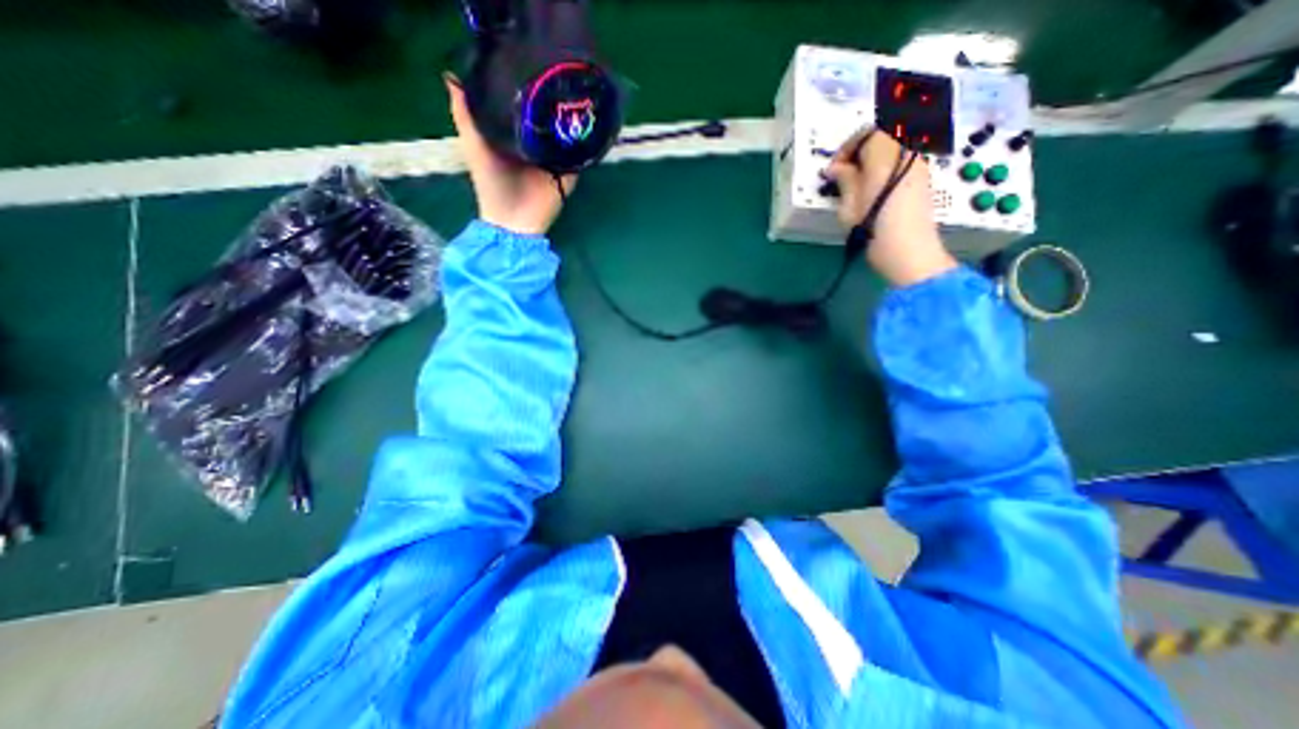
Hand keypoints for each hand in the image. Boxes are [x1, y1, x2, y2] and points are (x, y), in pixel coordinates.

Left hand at [447, 74, 573, 233]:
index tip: (530, 59)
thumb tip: (451, 76)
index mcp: (514, 136)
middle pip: (547, 118)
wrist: (513, 222)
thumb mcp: (474, 146)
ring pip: (564, 135)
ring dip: (570, 120)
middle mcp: (536, 145)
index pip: (523, 107)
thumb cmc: (491, 185)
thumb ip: (465, 117)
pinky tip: (587, 123)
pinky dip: (583, 143)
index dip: (526, 85)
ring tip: (576, 90)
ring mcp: (554, 160)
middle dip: (551, 99)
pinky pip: (578, 156)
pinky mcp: (568, 174)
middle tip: (558, 70)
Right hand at [827, 127, 956, 285]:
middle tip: (844, 171)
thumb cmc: (874, 230)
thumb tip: (837, 168)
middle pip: (884, 134)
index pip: (866, 134)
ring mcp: (919, 164)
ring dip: (875, 156)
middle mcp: (907, 152)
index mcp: (886, 155)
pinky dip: (888, 165)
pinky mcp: (924, 178)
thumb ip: (844, 180)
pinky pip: (904, 158)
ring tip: (858, 181)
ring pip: (896, 145)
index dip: (846, 148)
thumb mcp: (850, 206)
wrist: (909, 252)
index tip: (833, 170)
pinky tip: (876, 187)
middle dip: (862, 148)